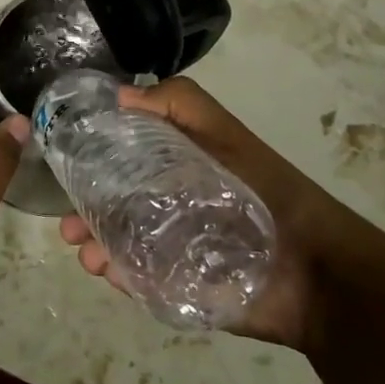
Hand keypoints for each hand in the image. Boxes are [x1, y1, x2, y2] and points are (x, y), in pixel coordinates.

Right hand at [57, 77, 348, 351]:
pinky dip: (120, 277)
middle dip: (85, 213)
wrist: (318, 272)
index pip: (122, 159)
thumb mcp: (226, 134)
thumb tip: (118, 95)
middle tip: (68, 226)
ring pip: (121, 245)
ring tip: (86, 254)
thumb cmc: (269, 192)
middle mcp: (169, 205)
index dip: (92, 159)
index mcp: (176, 167)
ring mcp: (173, 250)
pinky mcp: (182, 288)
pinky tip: (109, 273)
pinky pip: (141, 281)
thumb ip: (180, 104)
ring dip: (96, 247)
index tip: (66, 162)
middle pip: (115, 206)